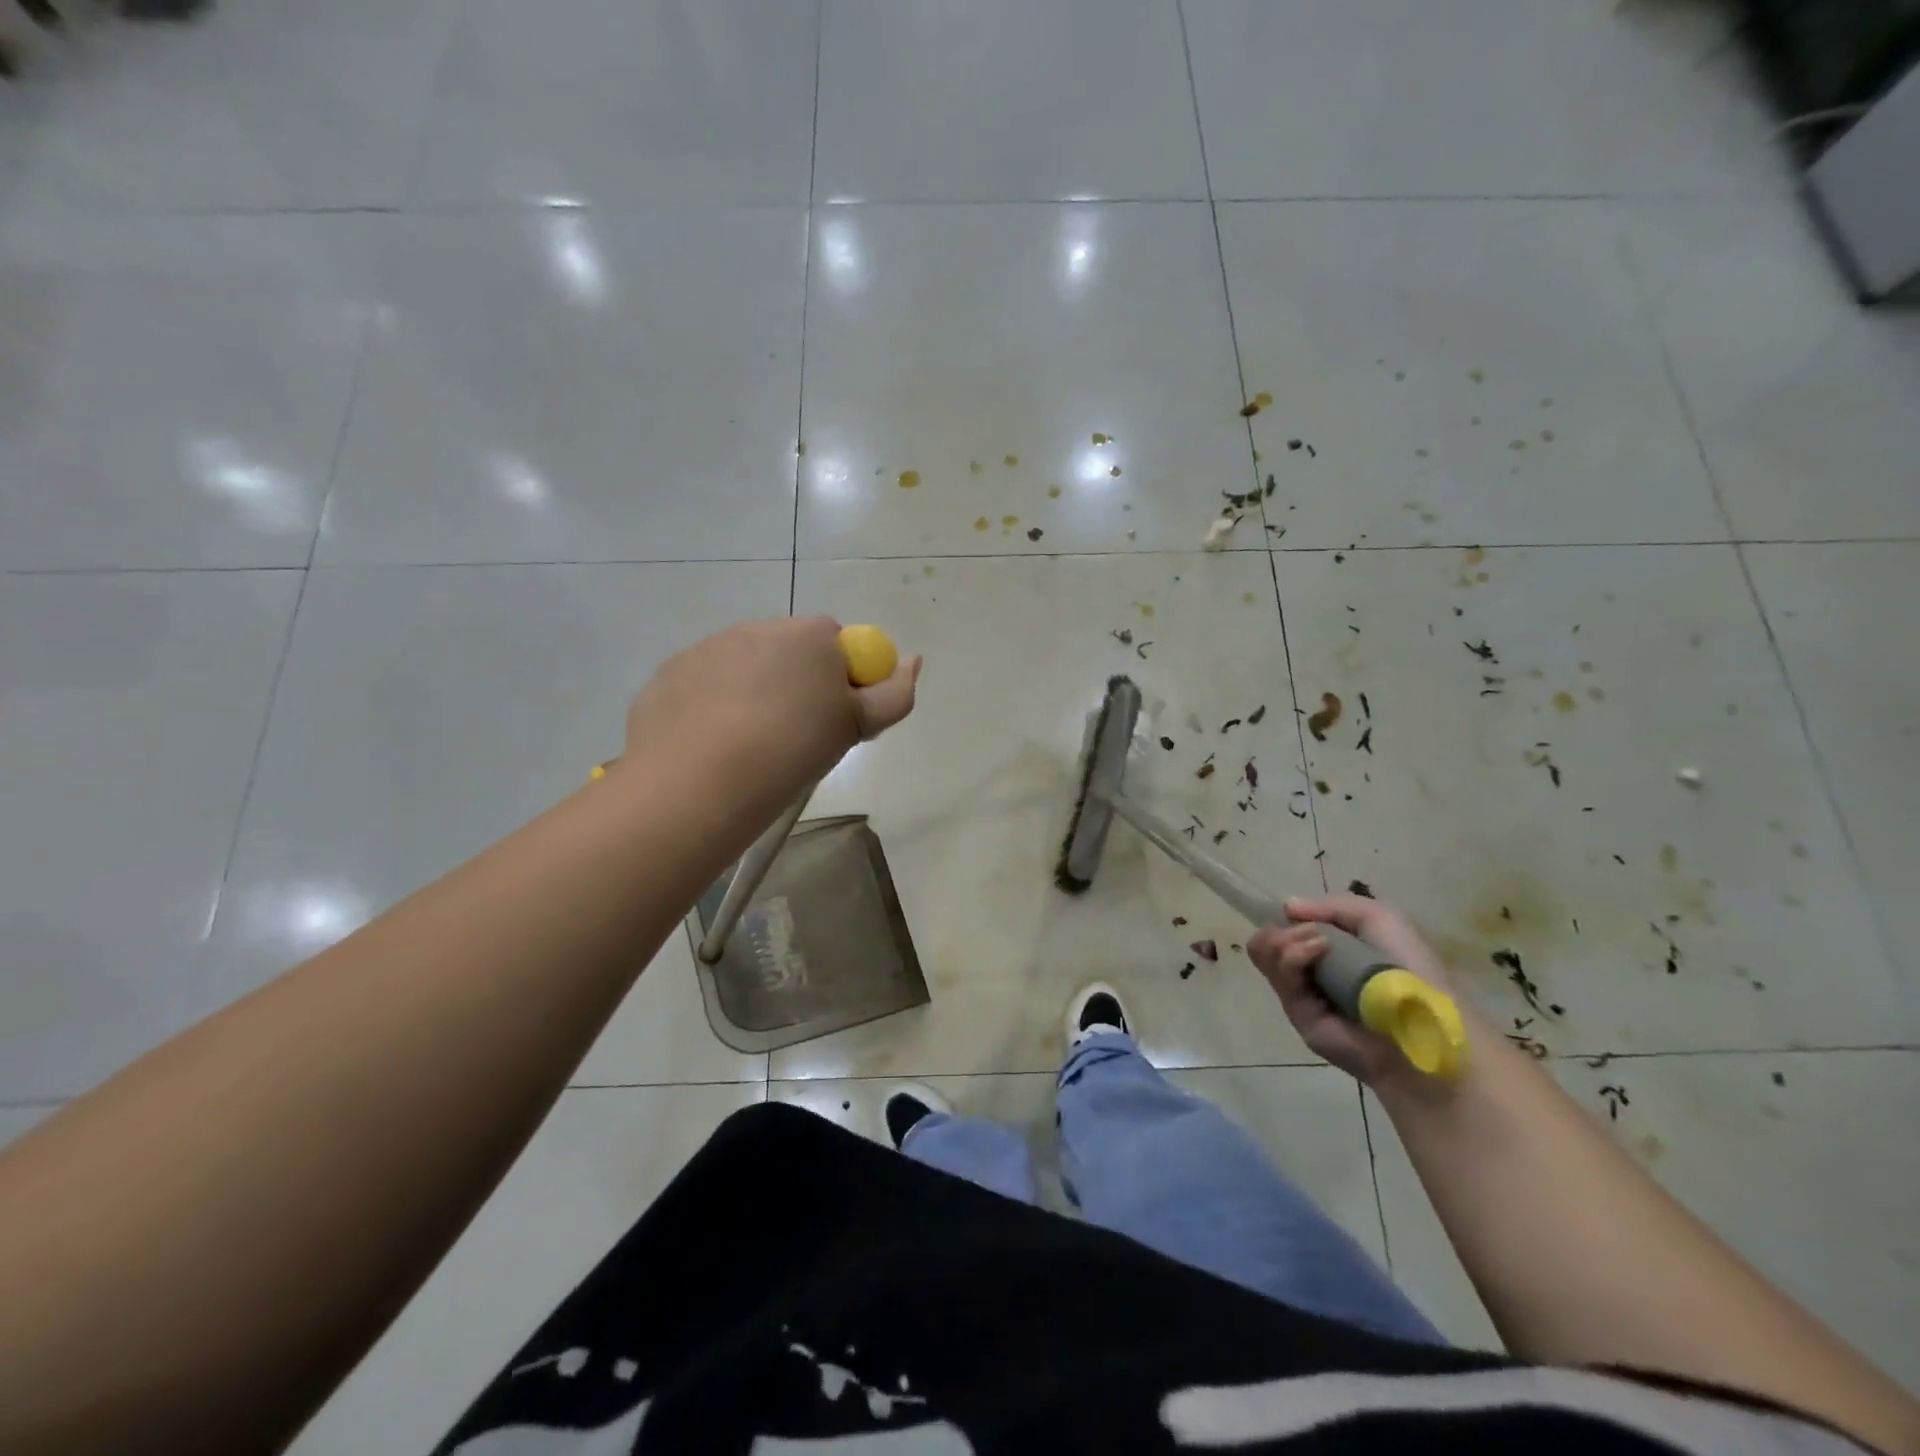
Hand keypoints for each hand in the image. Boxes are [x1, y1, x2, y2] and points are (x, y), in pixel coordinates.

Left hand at [623, 617, 920, 801]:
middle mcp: (758, 627)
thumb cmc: (791, 749)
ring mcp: (708, 647)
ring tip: (749, 744)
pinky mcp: (671, 673)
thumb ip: (894, 693)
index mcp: (809, 635)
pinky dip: (712, 704)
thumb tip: (914, 660)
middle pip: (789, 650)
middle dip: (796, 682)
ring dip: (753, 691)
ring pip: (745, 665)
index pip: (837, 642)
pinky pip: (705, 683)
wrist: (700, 780)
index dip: (840, 679)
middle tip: (794, 735)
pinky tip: (712, 743)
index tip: (831, 718)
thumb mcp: (857, 727)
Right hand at [1247, 894, 1456, 1085]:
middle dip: (1281, 928)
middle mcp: (1311, 972)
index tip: (1301, 915)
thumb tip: (1286, 907)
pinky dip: (1294, 954)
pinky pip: (1280, 977)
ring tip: (1318, 942)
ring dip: (1285, 939)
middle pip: (1267, 941)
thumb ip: (1333, 905)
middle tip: (1313, 933)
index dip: (1288, 919)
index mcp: (1330, 952)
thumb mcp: (1380, 918)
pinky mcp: (1298, 1014)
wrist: (1428, 1025)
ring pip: (1263, 954)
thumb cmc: (1412, 968)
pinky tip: (1319, 948)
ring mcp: (1302, 994)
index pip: (1287, 929)